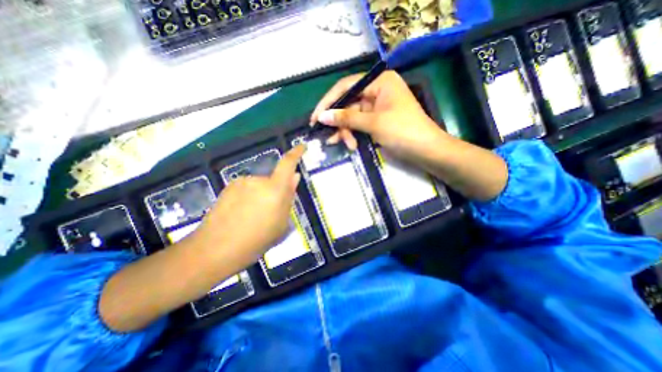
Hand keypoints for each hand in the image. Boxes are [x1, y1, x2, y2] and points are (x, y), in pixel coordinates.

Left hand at [188, 145, 304, 267]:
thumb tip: (295, 178)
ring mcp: (242, 182)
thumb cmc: (256, 240)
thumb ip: (289, 198)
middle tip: (272, 213)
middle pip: (274, 180)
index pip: (287, 164)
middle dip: (277, 191)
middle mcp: (258, 180)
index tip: (302, 146)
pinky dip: (249, 198)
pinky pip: (247, 189)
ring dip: (262, 196)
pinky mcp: (229, 187)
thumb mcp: (281, 224)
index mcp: (275, 189)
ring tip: (254, 218)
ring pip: (260, 185)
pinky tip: (241, 215)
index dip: (296, 153)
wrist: (215, 249)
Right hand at [311, 70, 449, 162]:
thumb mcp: (373, 123)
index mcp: (379, 82)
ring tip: (345, 145)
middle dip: (339, 122)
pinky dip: (353, 134)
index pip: (346, 87)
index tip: (315, 117)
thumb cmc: (403, 131)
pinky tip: (348, 144)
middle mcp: (377, 91)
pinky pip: (359, 124)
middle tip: (328, 137)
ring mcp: (377, 107)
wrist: (426, 151)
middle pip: (348, 103)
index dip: (328, 102)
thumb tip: (322, 117)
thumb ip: (346, 118)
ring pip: (352, 116)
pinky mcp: (377, 121)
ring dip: (346, 131)